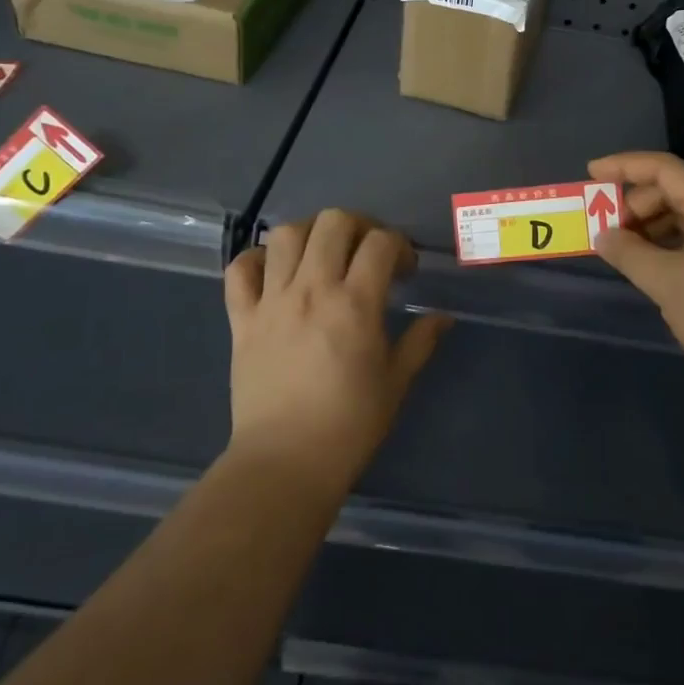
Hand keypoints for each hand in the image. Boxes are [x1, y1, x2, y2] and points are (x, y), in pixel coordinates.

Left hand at [223, 211, 449, 494]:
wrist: (285, 462)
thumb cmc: (349, 424)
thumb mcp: (396, 382)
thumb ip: (420, 342)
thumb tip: (443, 318)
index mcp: (355, 304)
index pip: (381, 243)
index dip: (399, 246)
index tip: (404, 270)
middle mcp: (312, 290)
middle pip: (333, 223)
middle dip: (359, 226)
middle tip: (367, 252)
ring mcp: (272, 301)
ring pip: (286, 235)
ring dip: (311, 234)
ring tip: (323, 255)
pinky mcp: (241, 319)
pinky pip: (240, 270)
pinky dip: (257, 260)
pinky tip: (275, 273)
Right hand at [591, 152, 683, 415]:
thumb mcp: (667, 284)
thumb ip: (629, 253)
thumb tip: (602, 235)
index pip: (666, 169)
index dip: (625, 166)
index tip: (590, 173)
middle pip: (678, 190)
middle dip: (638, 204)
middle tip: (609, 233)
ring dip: (654, 227)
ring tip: (627, 252)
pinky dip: (674, 244)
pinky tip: (656, 267)